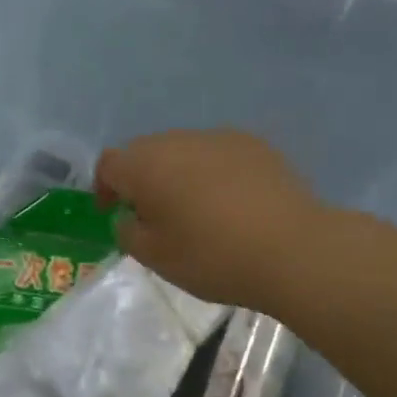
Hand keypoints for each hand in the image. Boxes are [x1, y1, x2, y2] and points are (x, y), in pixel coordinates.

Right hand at [94, 130, 332, 313]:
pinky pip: (219, 154)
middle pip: (147, 152)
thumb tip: (130, 216)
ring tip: (196, 210)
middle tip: (154, 216)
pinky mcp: (254, 145)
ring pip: (185, 151)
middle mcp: (179, 140)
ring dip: (179, 174)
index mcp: (147, 164)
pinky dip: (214, 173)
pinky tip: (232, 203)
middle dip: (143, 179)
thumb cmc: (213, 256)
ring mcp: (220, 138)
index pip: (110, 163)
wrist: (292, 248)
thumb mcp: (156, 258)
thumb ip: (129, 232)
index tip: (113, 212)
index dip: (104, 187)